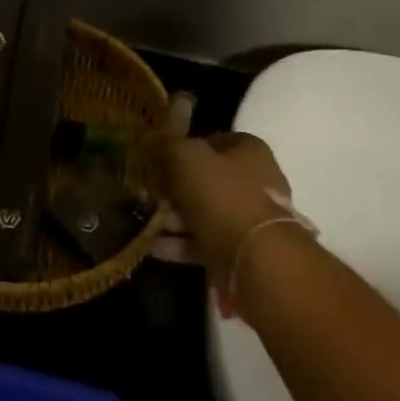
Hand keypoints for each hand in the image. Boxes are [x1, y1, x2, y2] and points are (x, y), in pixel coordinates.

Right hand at [152, 133, 297, 290]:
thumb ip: (167, 146)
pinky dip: (179, 244)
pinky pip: (203, 242)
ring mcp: (248, 220)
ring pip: (203, 213)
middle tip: (147, 193)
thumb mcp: (186, 158)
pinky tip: (152, 246)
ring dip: (173, 218)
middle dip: (174, 188)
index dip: (183, 147)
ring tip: (144, 222)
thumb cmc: (223, 196)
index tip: (156, 159)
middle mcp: (254, 183)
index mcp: (249, 152)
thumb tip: (151, 141)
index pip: (212, 141)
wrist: (255, 259)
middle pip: (206, 180)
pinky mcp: (239, 251)